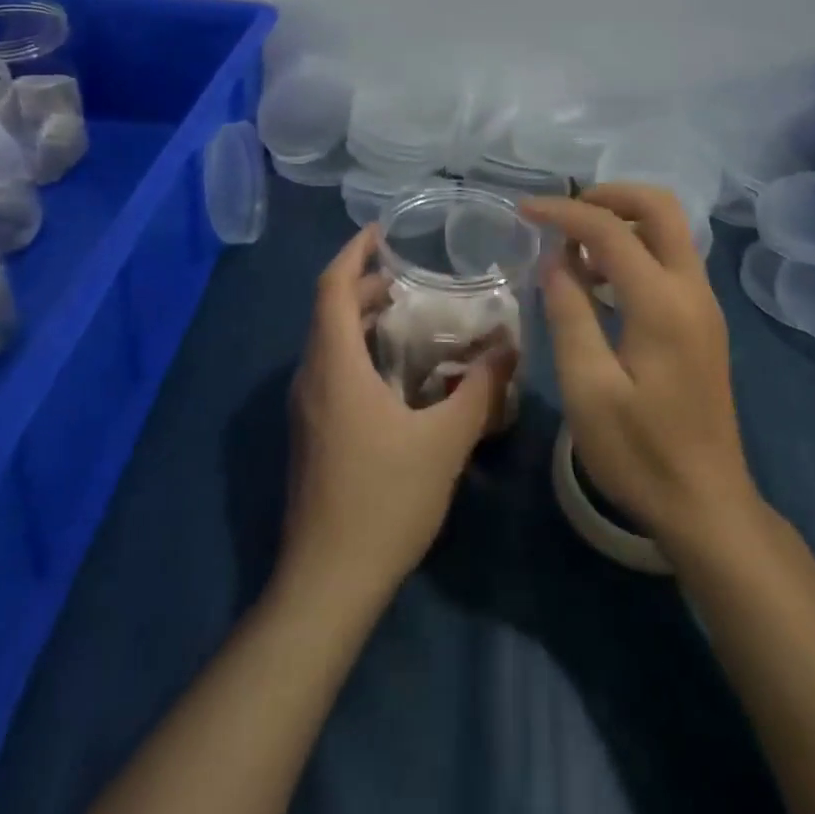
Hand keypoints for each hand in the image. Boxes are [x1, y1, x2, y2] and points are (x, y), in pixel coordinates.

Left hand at [279, 226, 514, 605]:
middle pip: (329, 310)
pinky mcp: (310, 433)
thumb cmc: (384, 500)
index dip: (354, 252)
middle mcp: (311, 377)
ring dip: (360, 319)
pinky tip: (396, 374)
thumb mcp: (445, 441)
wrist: (326, 582)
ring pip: (328, 342)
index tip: (382, 231)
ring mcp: (305, 408)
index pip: (332, 287)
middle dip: (365, 285)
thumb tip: (509, 349)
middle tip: (411, 278)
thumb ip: (480, 391)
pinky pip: (330, 369)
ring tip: (408, 317)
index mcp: (335, 365)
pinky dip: (357, 350)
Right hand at [520, 185, 758, 559]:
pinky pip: (671, 259)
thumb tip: (556, 258)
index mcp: (662, 303)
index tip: (524, 210)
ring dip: (622, 222)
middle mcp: (692, 290)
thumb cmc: (640, 453)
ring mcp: (704, 305)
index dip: (564, 211)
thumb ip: (569, 314)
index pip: (611, 230)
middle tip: (563, 213)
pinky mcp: (703, 322)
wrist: (707, 505)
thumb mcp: (588, 388)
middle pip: (660, 207)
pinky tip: (600, 281)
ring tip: (573, 248)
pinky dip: (635, 249)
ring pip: (669, 230)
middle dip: (609, 195)